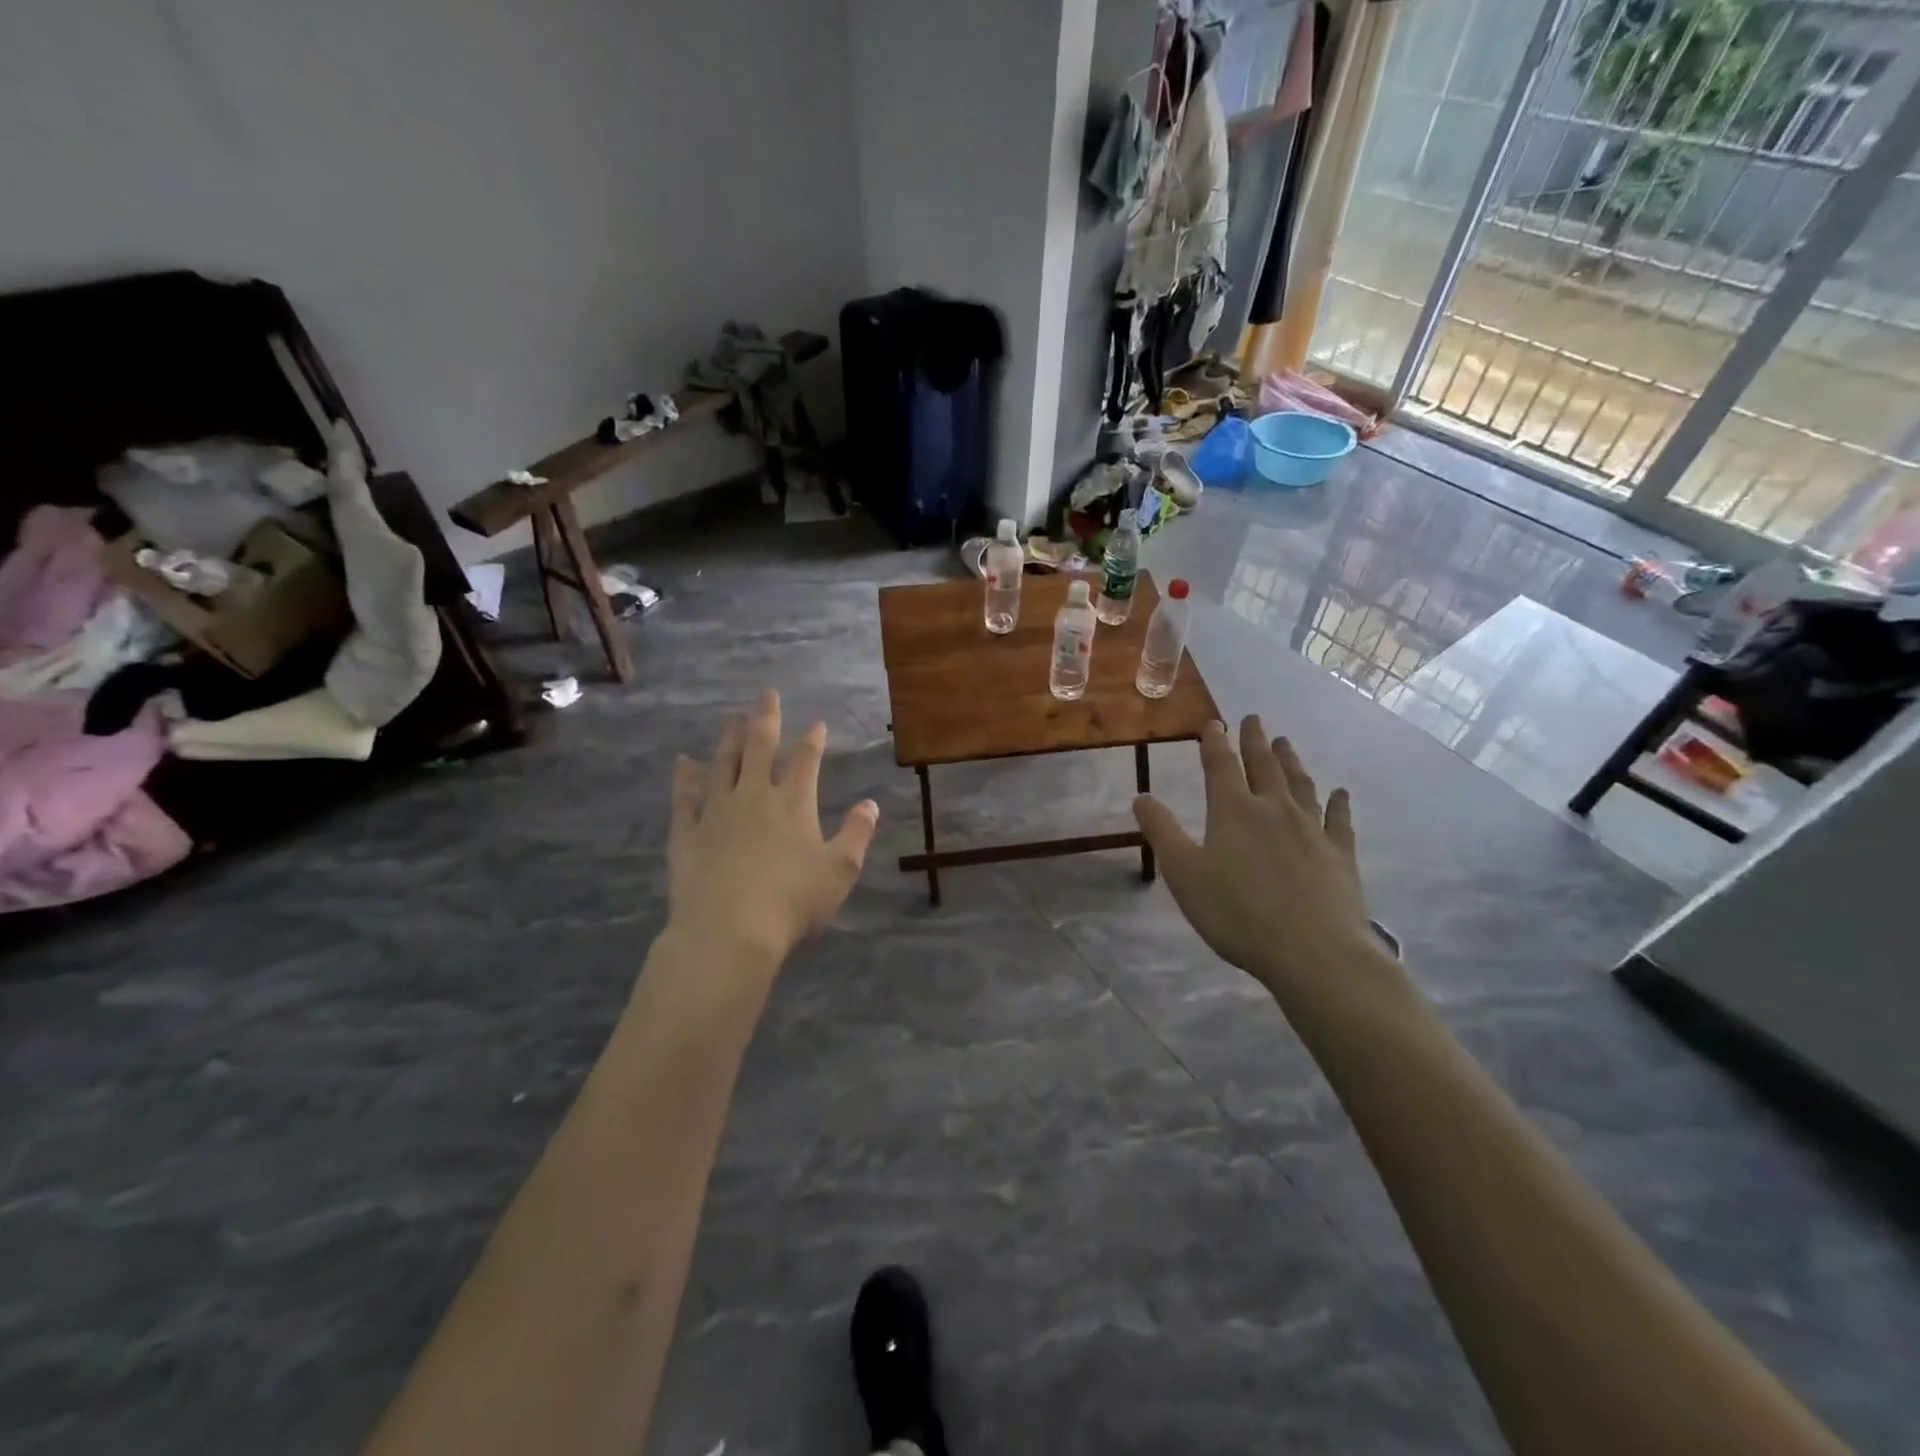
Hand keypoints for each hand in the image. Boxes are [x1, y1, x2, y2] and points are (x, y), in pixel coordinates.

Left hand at [666, 690, 878, 967]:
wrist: (728, 933)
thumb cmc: (792, 903)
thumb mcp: (840, 871)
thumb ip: (856, 833)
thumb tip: (870, 804)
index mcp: (793, 804)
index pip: (805, 760)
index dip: (813, 739)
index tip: (817, 722)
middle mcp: (754, 797)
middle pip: (759, 747)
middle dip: (766, 718)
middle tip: (767, 694)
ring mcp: (716, 812)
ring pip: (723, 764)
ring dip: (729, 738)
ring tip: (732, 718)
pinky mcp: (687, 833)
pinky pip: (684, 797)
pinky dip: (684, 777)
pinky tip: (682, 763)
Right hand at [1133, 718, 1377, 998]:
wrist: (1312, 950)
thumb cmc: (1236, 912)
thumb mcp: (1184, 874)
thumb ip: (1162, 832)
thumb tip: (1141, 796)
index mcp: (1232, 811)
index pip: (1220, 766)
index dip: (1214, 743)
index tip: (1214, 723)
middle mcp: (1273, 809)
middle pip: (1263, 766)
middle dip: (1254, 741)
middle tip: (1253, 719)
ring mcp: (1311, 829)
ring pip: (1299, 784)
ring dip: (1290, 761)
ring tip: (1285, 742)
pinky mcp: (1339, 853)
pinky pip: (1338, 819)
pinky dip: (1338, 803)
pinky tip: (1340, 793)